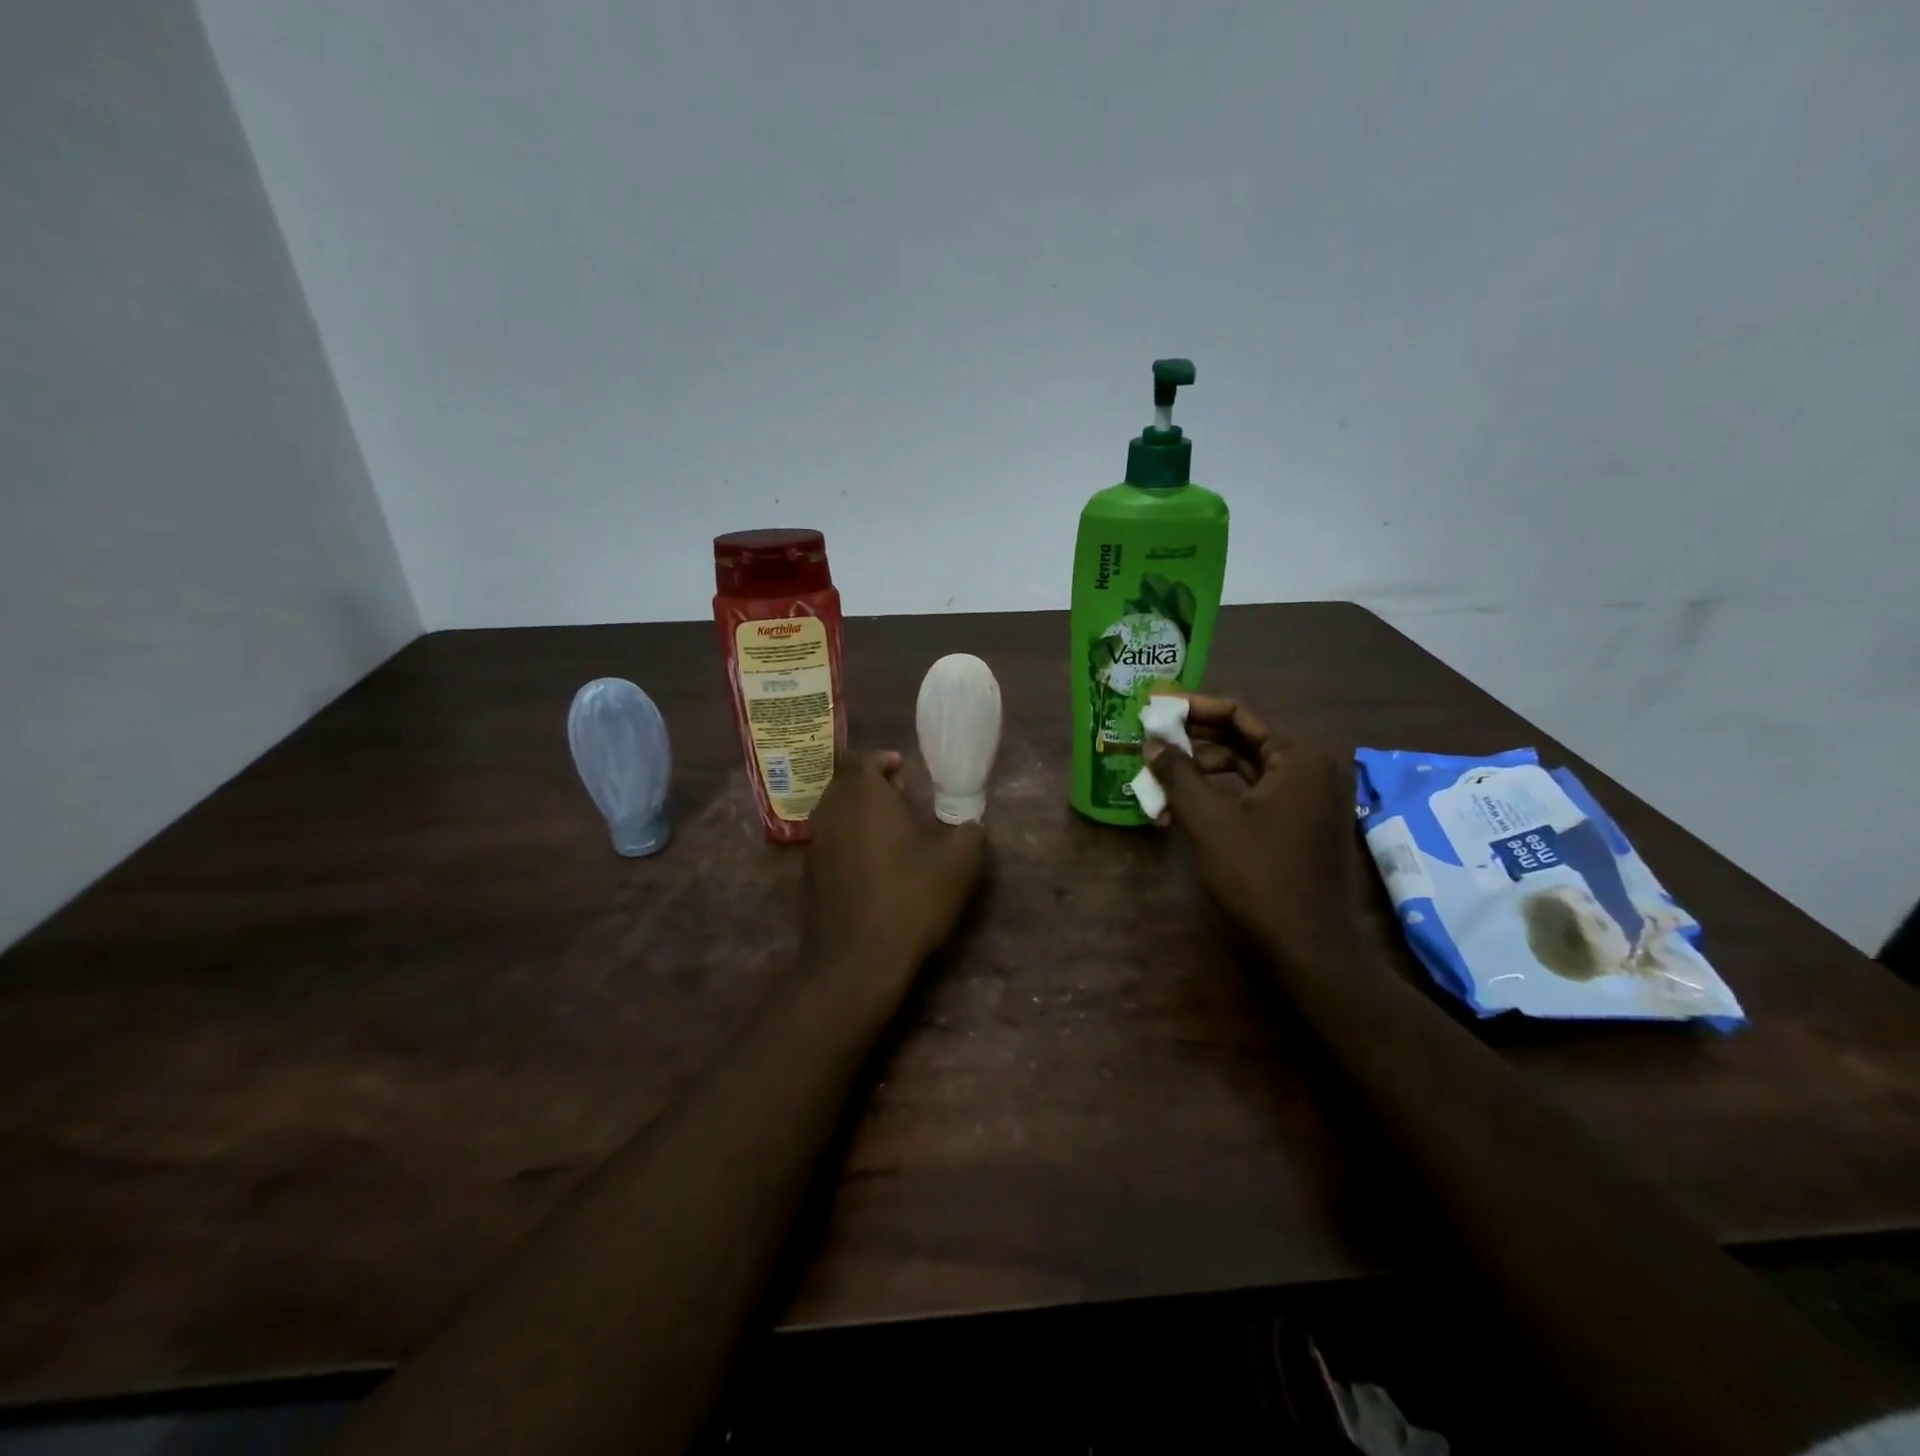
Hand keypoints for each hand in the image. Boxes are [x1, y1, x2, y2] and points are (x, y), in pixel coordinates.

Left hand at [801, 751, 985, 992]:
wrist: (856, 960)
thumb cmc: (909, 898)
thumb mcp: (958, 863)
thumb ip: (969, 833)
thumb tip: (969, 824)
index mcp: (863, 795)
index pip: (863, 759)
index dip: (884, 761)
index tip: (906, 773)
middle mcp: (831, 811)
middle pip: (846, 784)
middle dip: (872, 785)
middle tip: (902, 799)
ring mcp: (815, 844)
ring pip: (835, 812)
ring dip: (860, 813)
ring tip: (892, 833)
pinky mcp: (808, 874)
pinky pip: (829, 841)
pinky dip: (849, 840)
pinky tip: (873, 865)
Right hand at [1146, 695, 1371, 971]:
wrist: (1305, 946)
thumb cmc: (1258, 874)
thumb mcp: (1208, 820)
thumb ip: (1178, 774)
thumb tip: (1152, 742)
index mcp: (1298, 756)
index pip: (1239, 714)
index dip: (1193, 709)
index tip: (1155, 708)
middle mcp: (1311, 768)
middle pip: (1242, 739)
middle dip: (1193, 742)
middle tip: (1151, 741)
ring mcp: (1308, 798)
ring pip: (1245, 770)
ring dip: (1201, 772)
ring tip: (1159, 778)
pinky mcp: (1300, 824)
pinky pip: (1254, 795)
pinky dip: (1219, 795)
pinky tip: (1183, 806)